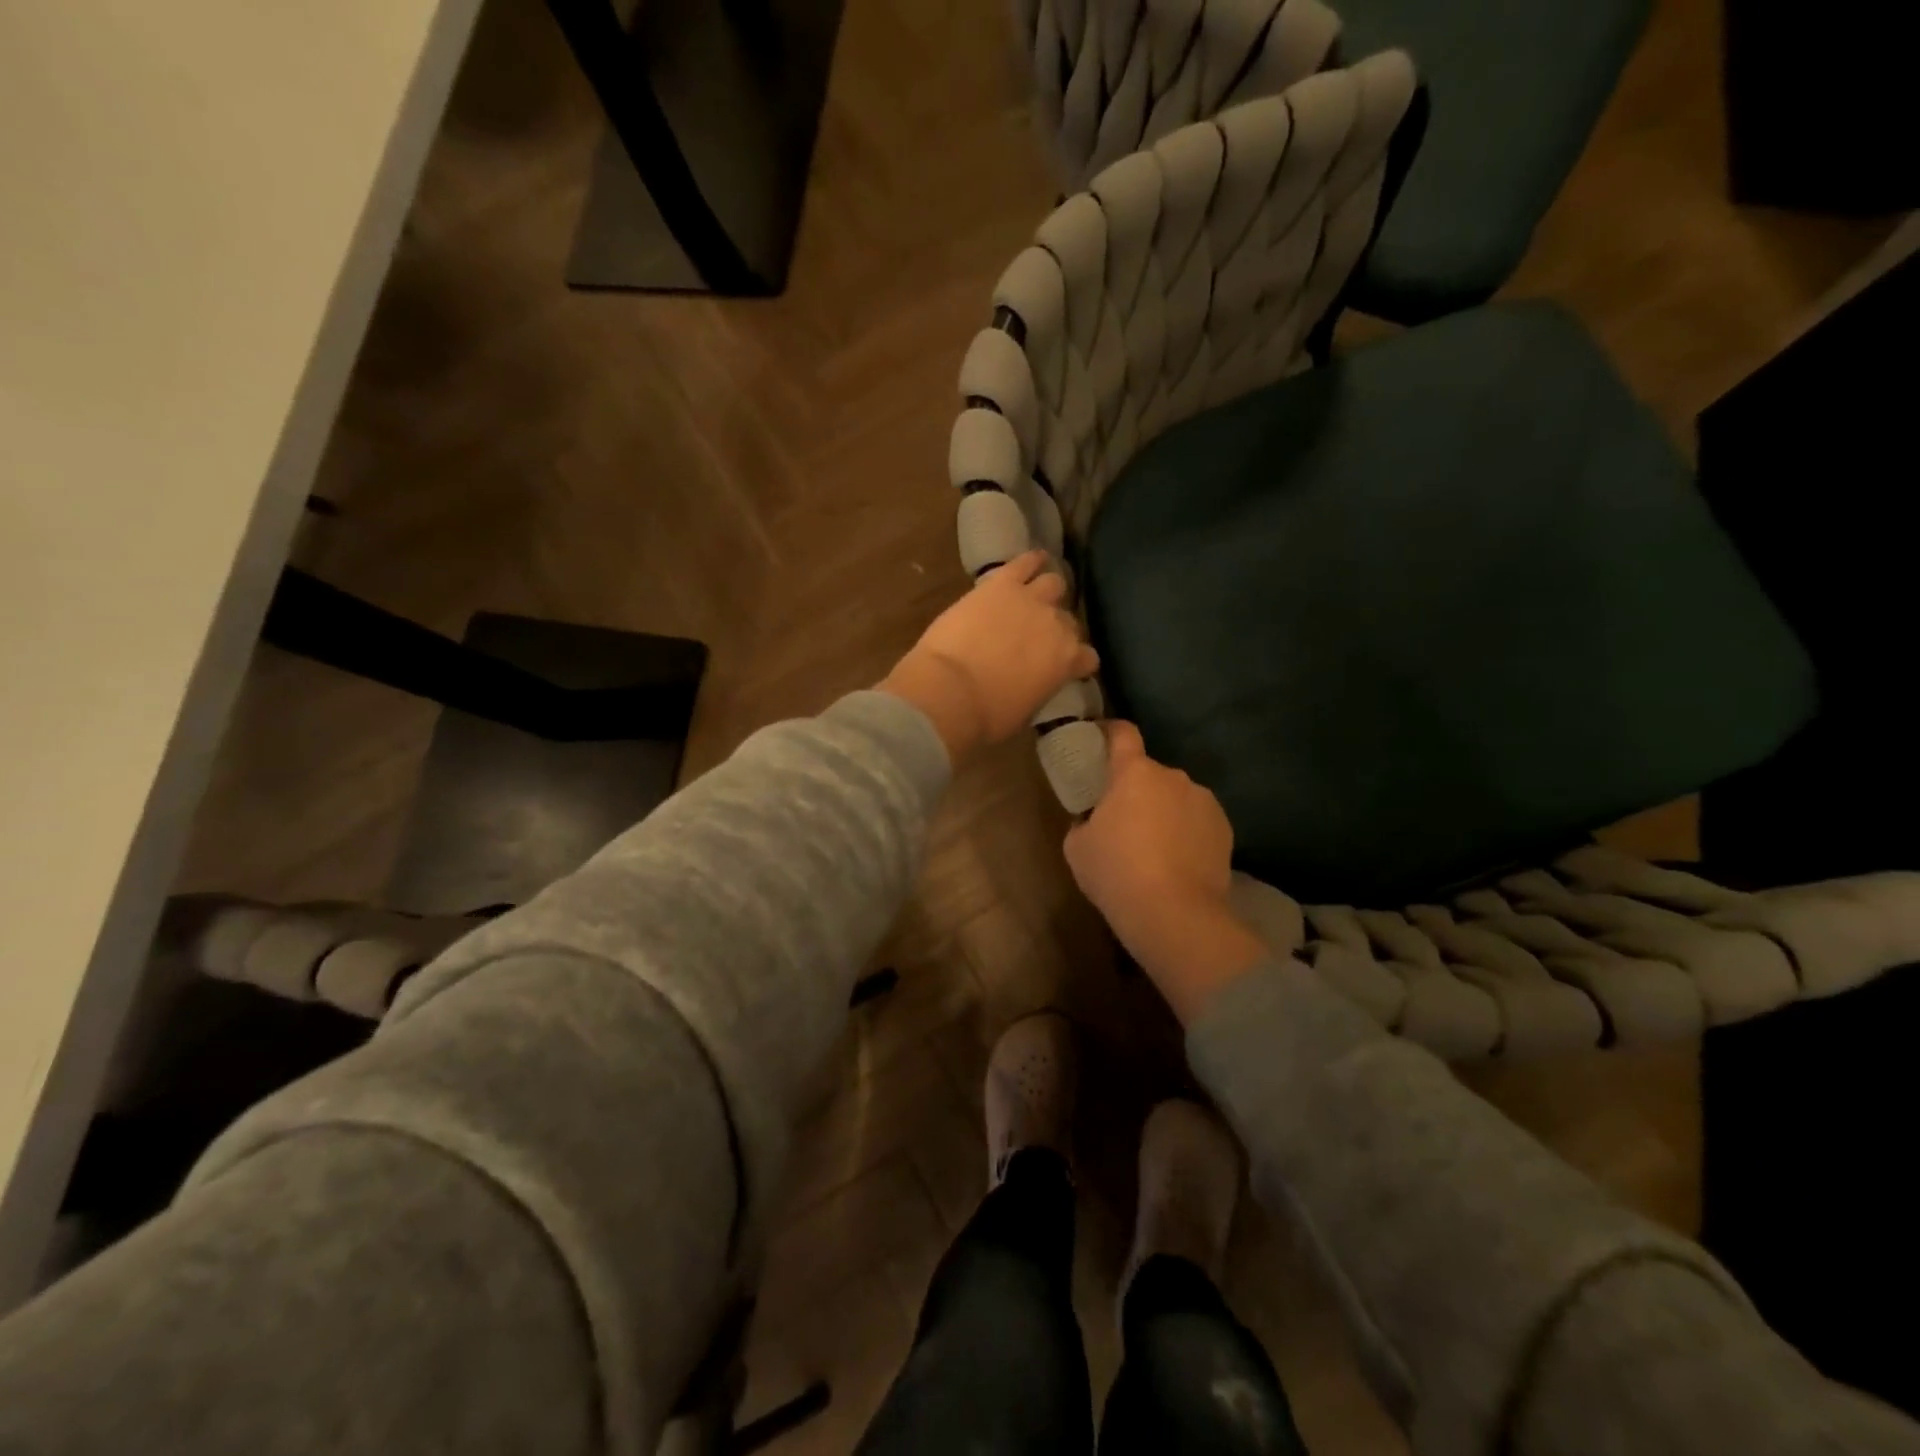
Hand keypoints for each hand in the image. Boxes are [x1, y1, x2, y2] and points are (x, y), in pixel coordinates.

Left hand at [880, 550, 1097, 764]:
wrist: (950, 691)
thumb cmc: (987, 715)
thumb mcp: (1026, 711)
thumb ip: (1040, 688)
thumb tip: (1035, 682)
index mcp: (1067, 662)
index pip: (1087, 657)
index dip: (1076, 662)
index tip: (1064, 667)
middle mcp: (1058, 625)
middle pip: (1068, 621)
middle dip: (1056, 629)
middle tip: (1037, 637)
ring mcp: (1031, 599)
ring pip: (1054, 584)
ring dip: (1047, 592)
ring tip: (1035, 597)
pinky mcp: (1002, 583)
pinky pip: (1025, 561)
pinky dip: (1031, 560)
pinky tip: (1032, 560)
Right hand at [1063, 722, 1268, 1022]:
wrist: (1175, 914)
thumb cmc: (1116, 873)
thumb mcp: (1077, 847)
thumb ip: (1082, 822)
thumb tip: (1091, 820)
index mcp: (1134, 773)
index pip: (1123, 734)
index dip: (1110, 731)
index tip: (1101, 738)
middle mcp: (1173, 777)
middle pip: (1149, 773)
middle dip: (1136, 789)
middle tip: (1122, 819)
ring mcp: (1204, 801)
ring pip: (1176, 797)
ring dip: (1164, 811)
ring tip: (1154, 847)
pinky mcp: (1225, 829)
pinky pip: (1197, 820)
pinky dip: (1186, 832)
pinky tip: (1177, 862)